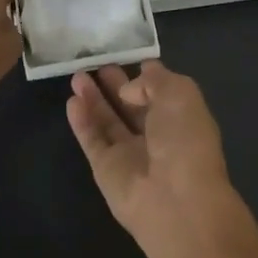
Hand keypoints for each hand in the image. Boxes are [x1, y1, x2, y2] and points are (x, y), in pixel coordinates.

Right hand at [66, 60, 235, 245]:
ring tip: (77, 77)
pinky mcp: (106, 169)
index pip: (161, 92)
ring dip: (93, 99)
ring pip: (108, 121)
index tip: (127, 57)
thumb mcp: (180, 94)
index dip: (145, 76)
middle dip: (115, 85)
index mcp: (181, 117)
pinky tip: (72, 101)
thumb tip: (129, 87)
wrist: (176, 199)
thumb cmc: (185, 140)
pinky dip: (82, 121)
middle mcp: (157, 135)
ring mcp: (130, 153)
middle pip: (131, 106)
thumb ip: (153, 80)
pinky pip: (92, 140)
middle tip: (95, 64)